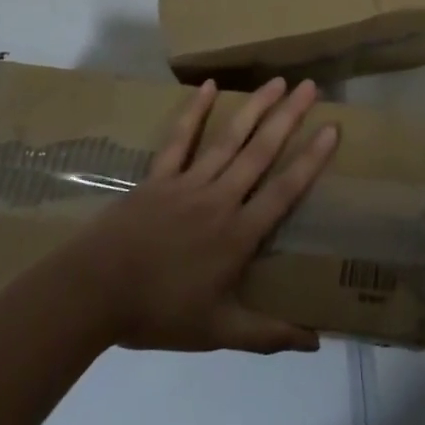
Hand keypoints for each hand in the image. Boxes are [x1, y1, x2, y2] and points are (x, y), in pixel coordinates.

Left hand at [82, 77, 337, 353]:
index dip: (311, 159)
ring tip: (277, 81)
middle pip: (261, 152)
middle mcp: (219, 199)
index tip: (332, 129)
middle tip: (310, 86)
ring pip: (228, 139)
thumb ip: (268, 334)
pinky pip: (179, 139)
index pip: (284, 190)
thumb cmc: (159, 313)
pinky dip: (195, 111)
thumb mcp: (218, 332)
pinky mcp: (158, 178)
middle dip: (288, 117)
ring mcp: (187, 184)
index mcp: (238, 234)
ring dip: (255, 108)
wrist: (91, 295)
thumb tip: (316, 342)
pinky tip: (209, 86)